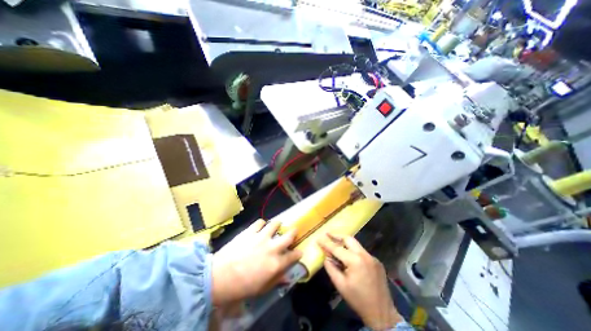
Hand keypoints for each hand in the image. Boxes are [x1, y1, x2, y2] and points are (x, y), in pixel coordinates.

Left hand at [213, 220, 301, 304]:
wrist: (219, 277)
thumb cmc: (241, 287)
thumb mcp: (261, 289)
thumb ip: (276, 280)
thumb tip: (287, 277)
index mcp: (276, 263)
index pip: (293, 256)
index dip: (298, 253)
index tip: (299, 252)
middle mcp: (272, 248)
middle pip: (288, 236)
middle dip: (294, 232)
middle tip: (294, 230)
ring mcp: (261, 237)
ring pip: (275, 224)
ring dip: (278, 224)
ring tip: (277, 224)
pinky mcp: (250, 231)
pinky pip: (259, 222)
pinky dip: (262, 223)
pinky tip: (260, 226)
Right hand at [319, 233, 401, 329]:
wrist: (382, 314)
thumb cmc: (358, 300)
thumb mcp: (340, 285)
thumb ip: (331, 268)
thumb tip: (326, 256)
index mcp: (355, 261)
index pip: (337, 248)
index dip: (326, 243)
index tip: (318, 238)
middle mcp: (364, 255)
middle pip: (348, 238)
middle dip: (337, 236)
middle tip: (328, 234)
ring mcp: (372, 257)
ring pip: (356, 244)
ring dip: (345, 243)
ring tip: (336, 245)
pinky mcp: (376, 261)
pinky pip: (362, 252)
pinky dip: (353, 251)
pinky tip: (349, 258)